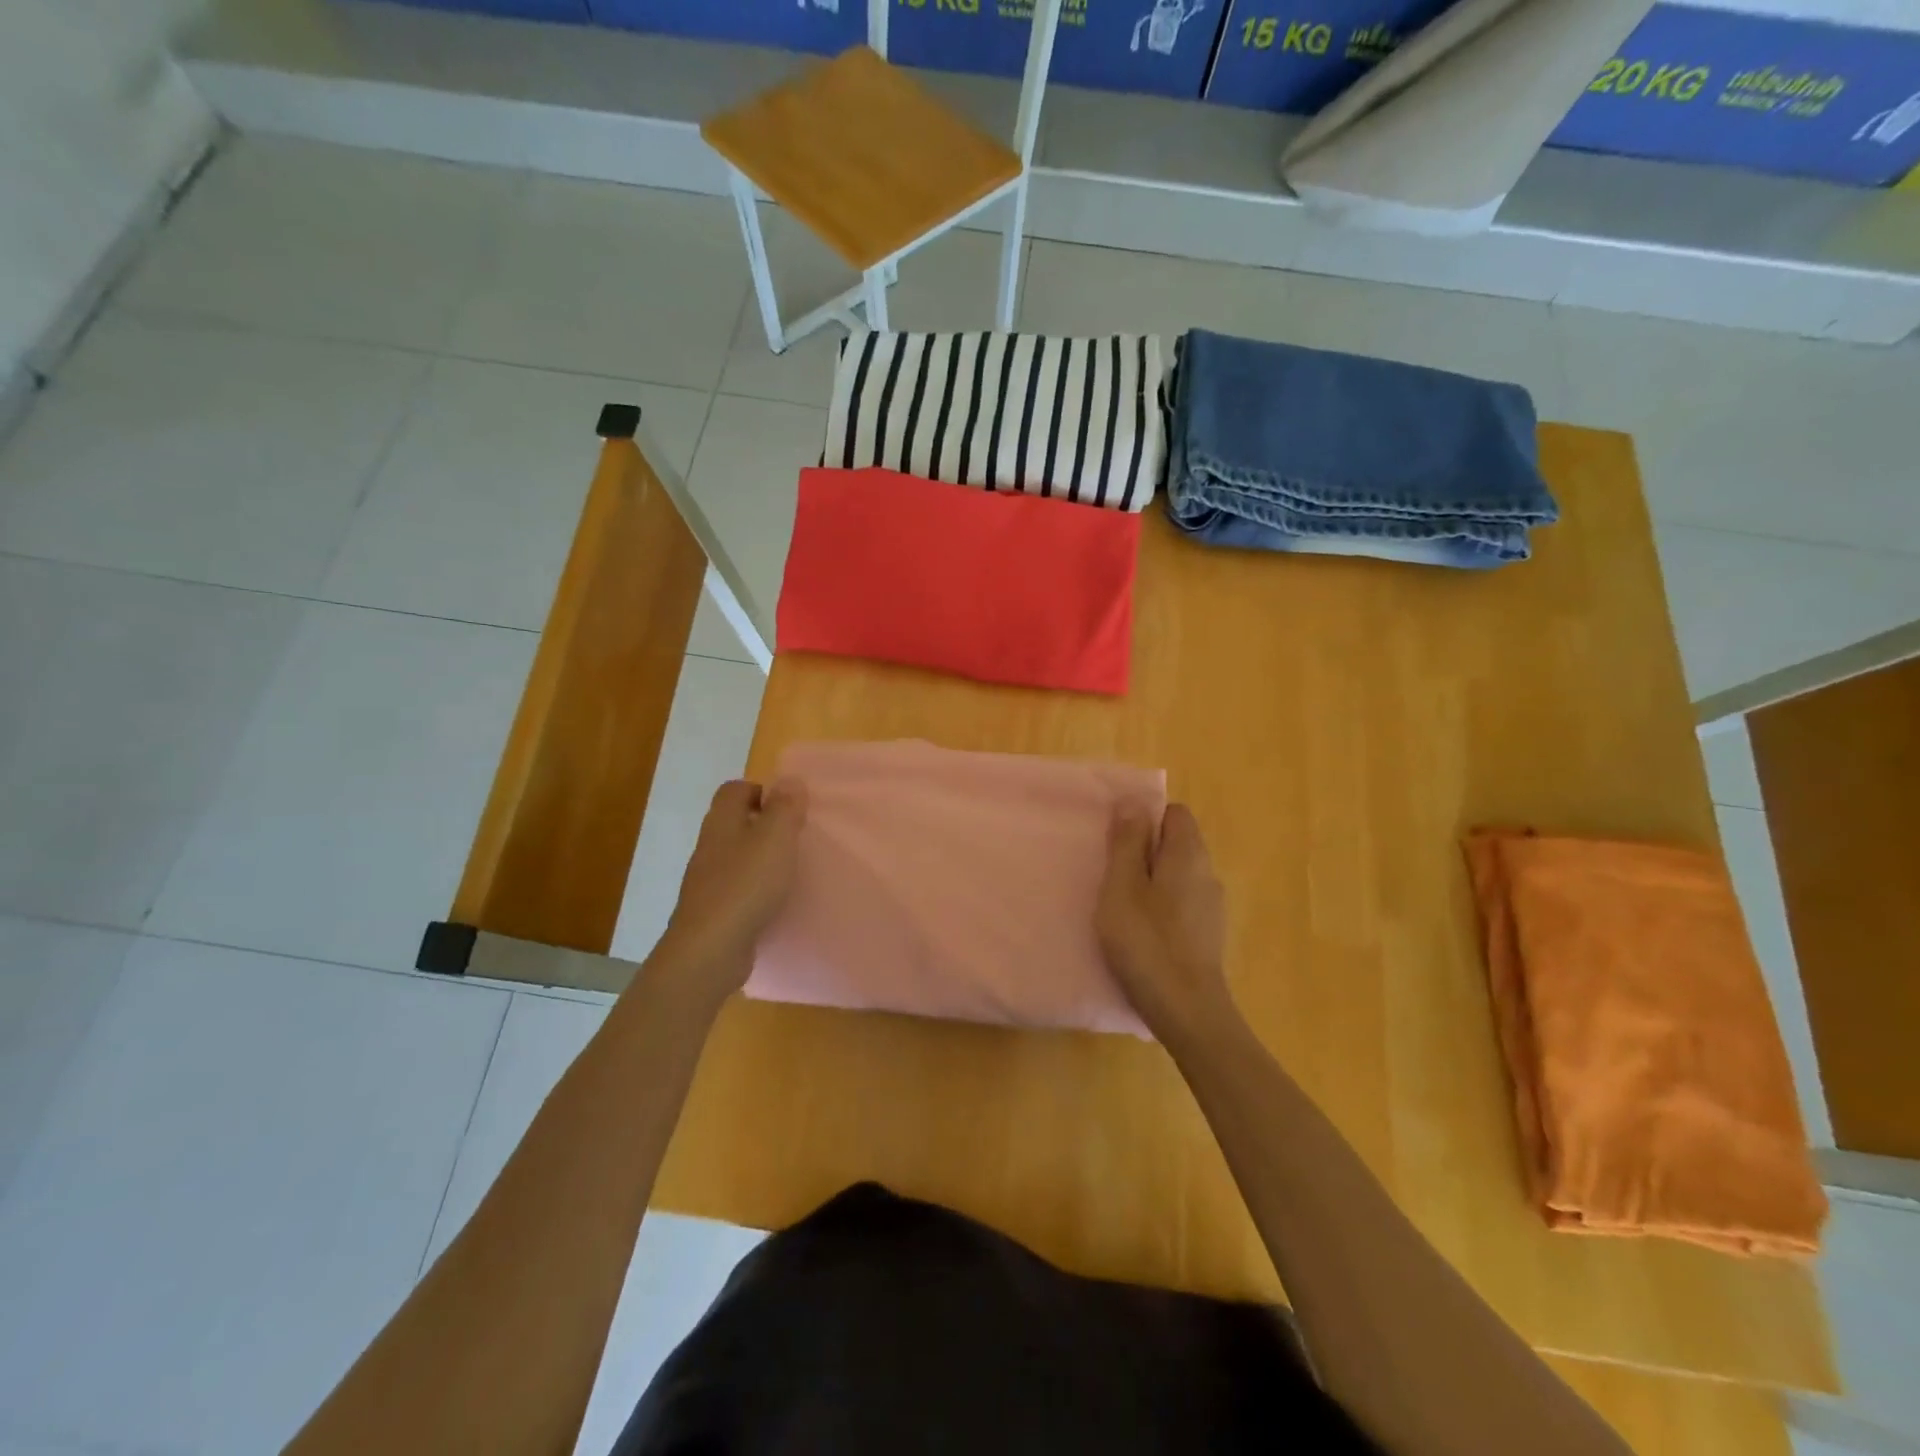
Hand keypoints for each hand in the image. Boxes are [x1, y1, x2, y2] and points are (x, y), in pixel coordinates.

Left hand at [650, 779, 805, 1012]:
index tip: (789, 807)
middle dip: (764, 825)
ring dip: (760, 858)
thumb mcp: (775, 838)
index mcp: (722, 822)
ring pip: (735, 856)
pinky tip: (774, 901)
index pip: (734, 790)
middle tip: (795, 837)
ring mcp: (708, 881)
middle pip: (734, 822)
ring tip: (790, 869)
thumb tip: (789, 780)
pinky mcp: (713, 911)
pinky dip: (755, 888)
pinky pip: (737, 888)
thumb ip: (784, 808)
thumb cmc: (746, 885)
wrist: (711, 950)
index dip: (760, 790)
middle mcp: (710, 846)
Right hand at [1096, 802, 1237, 1047]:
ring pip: (1178, 875)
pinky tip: (1141, 931)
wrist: (1188, 1011)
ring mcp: (1211, 907)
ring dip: (1150, 879)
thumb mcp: (1122, 887)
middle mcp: (1207, 873)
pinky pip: (1181, 902)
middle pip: (1177, 843)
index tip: (1117, 839)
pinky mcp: (1207, 934)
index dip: (1146, 818)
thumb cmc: (1147, 943)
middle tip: (1111, 872)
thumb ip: (1127, 843)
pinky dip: (1161, 905)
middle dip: (1144, 849)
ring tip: (1120, 903)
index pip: (1175, 813)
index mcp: (1188, 855)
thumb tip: (1133, 803)